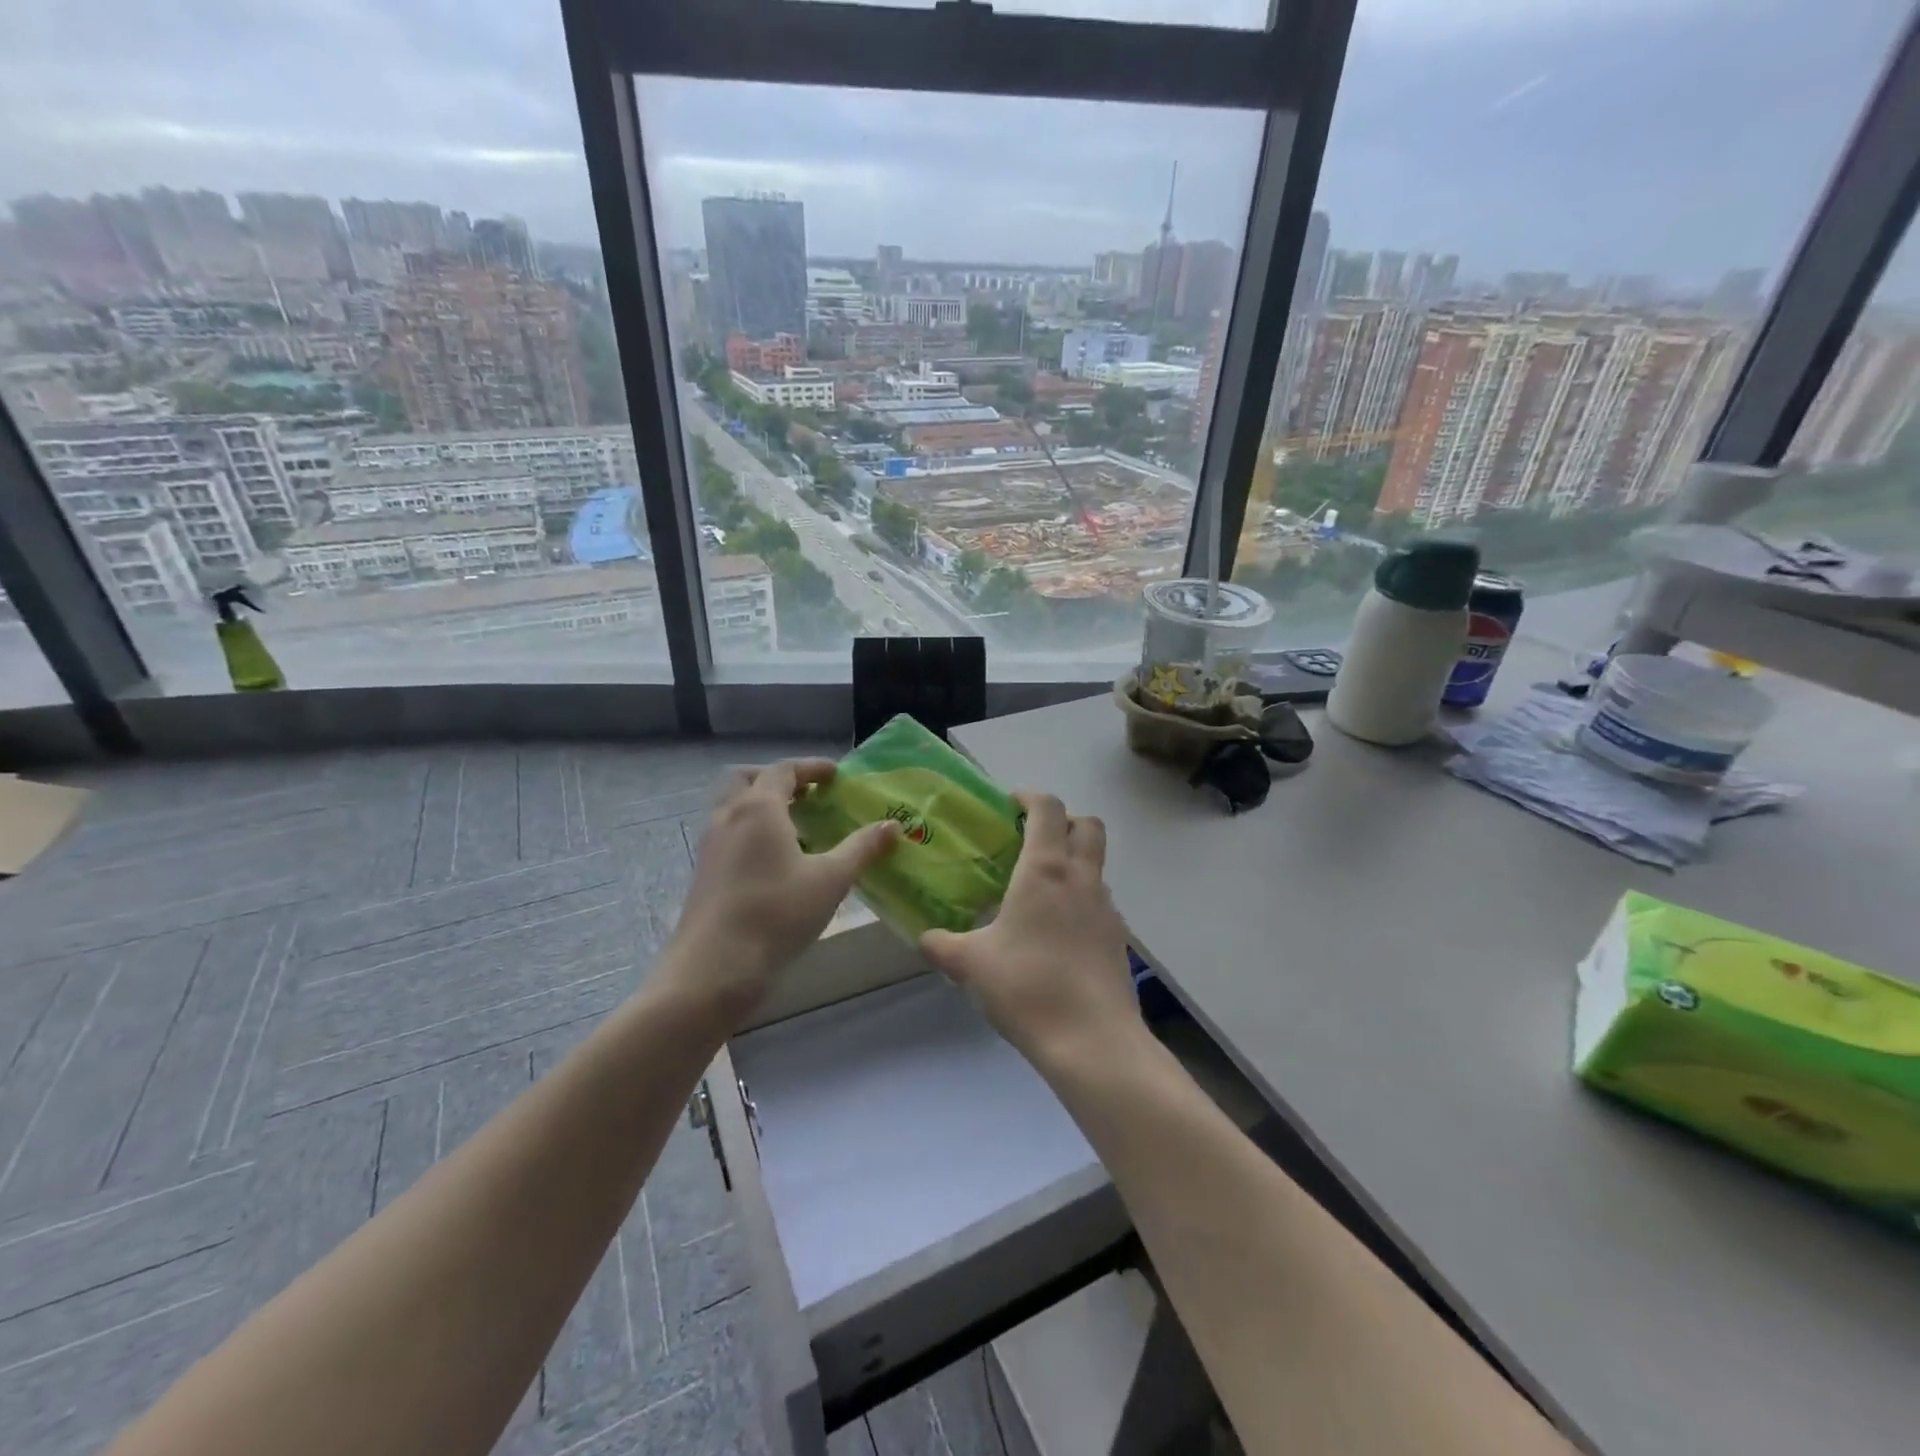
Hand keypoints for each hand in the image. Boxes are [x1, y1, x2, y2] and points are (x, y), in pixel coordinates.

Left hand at [668, 759, 896, 1020]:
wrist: (714, 967)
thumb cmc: (777, 914)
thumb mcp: (831, 880)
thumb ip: (862, 848)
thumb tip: (892, 825)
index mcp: (759, 808)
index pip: (783, 770)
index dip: (810, 767)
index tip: (835, 774)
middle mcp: (729, 817)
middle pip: (747, 779)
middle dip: (777, 779)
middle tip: (806, 793)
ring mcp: (711, 845)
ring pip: (733, 807)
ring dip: (761, 805)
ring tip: (795, 827)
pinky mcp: (704, 872)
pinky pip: (728, 833)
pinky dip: (750, 830)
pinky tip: (775, 861)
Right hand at [918, 792, 1141, 1070]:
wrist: (1092, 1041)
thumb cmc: (1027, 988)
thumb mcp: (970, 965)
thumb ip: (942, 945)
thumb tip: (926, 938)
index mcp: (1045, 870)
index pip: (1048, 808)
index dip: (1031, 796)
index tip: (1010, 803)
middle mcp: (1081, 878)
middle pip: (1087, 825)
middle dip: (1063, 821)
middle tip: (1031, 839)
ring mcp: (1106, 908)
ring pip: (1096, 864)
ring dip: (1073, 861)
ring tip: (1039, 890)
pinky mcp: (1118, 938)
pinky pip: (1099, 901)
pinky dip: (1081, 899)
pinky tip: (1056, 933)